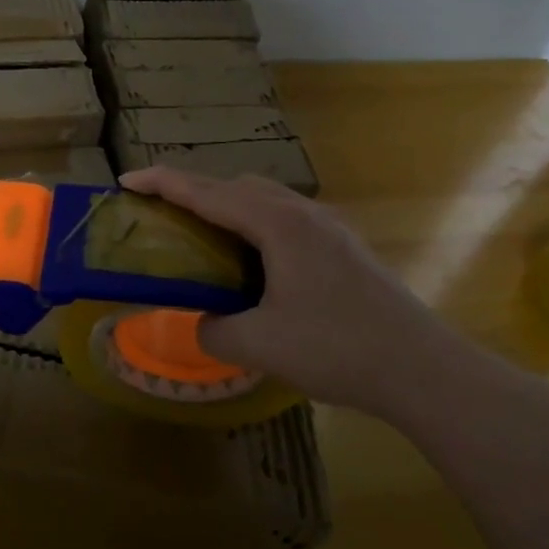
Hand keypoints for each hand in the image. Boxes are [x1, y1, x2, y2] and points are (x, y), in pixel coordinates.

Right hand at [120, 167, 463, 415]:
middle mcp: (300, 212)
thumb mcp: (260, 344)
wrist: (423, 368)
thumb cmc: (336, 348)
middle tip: (160, 214)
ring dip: (225, 206)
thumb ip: (215, 330)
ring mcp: (326, 226)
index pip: (205, 192)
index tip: (125, 180)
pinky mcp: (342, 246)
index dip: (161, 183)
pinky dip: (252, 223)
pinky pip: (283, 218)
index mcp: (275, 223)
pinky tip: (252, 261)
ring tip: (201, 235)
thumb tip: (200, 323)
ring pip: (262, 198)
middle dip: (191, 191)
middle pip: (233, 186)